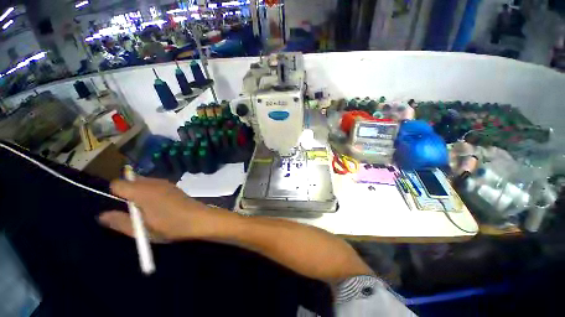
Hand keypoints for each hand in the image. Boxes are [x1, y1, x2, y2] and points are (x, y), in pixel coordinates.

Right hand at [98, 177, 232, 241]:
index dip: (115, 194)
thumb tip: (102, 215)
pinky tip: (160, 205)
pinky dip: (151, 192)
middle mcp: (153, 182)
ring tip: (148, 210)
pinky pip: (155, 185)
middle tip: (135, 211)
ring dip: (140, 192)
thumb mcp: (142, 230)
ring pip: (144, 182)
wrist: (199, 219)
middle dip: (128, 193)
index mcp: (142, 191)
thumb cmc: (170, 226)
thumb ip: (120, 221)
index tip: (122, 208)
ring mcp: (166, 183)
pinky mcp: (174, 186)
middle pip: (131, 181)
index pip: (117, 183)